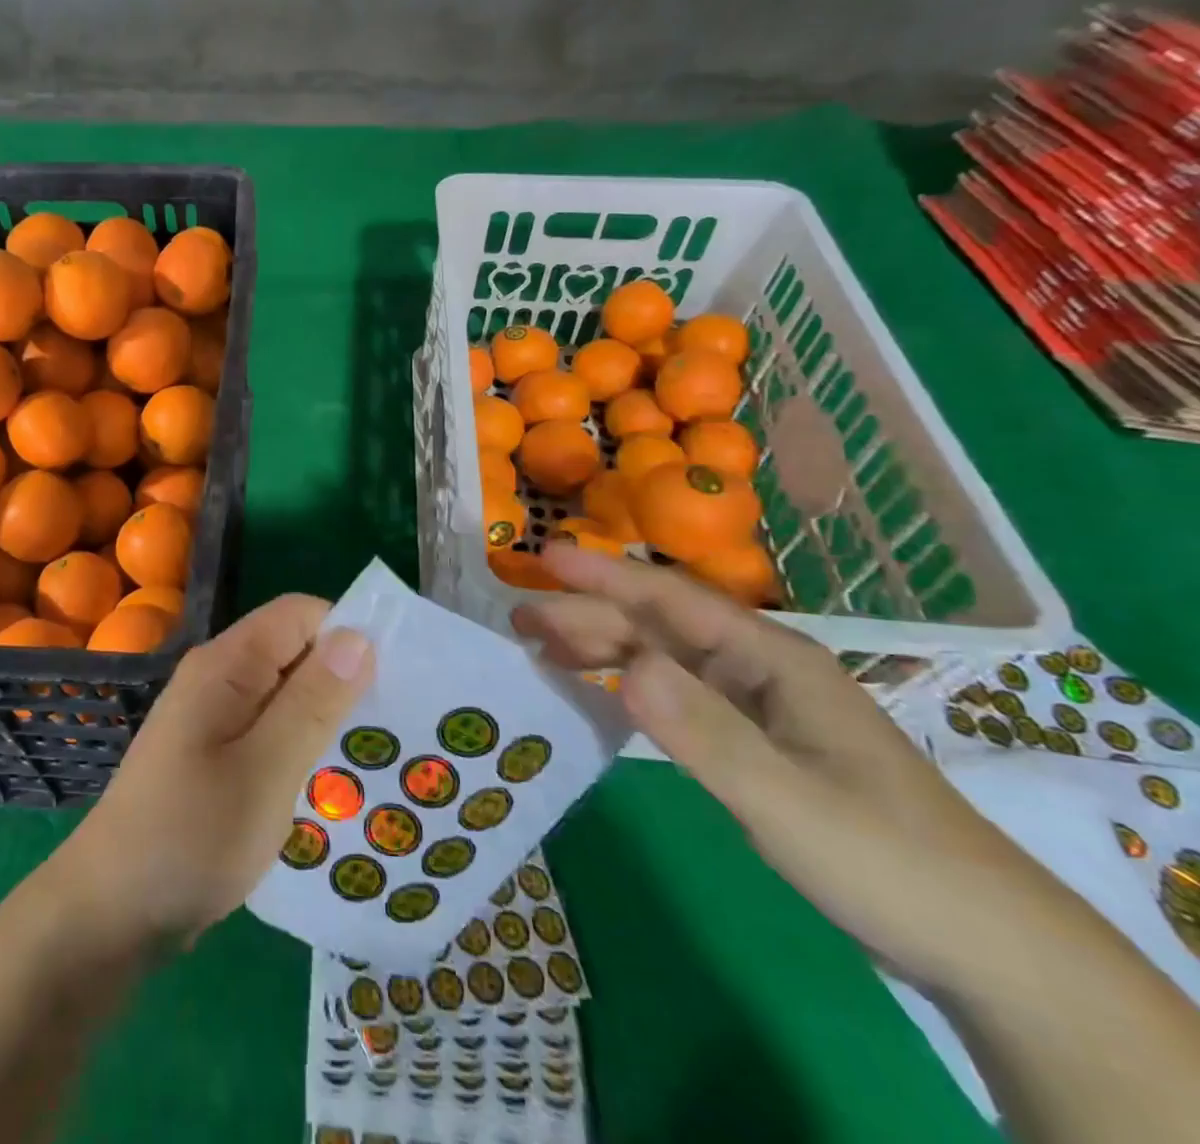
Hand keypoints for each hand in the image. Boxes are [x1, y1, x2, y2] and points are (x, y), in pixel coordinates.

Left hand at [52, 596, 373, 949]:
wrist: (110, 914)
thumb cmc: (190, 837)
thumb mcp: (265, 771)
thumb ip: (312, 702)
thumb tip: (359, 635)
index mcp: (227, 665)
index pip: (299, 614)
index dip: (347, 634)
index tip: (395, 680)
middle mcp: (219, 678)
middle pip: (295, 651)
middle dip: (344, 680)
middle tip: (396, 728)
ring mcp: (214, 718)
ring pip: (286, 695)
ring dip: (327, 719)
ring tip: (376, 758)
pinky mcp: (214, 756)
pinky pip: (270, 731)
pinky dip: (303, 747)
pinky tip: (332, 785)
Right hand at [511, 546, 1069, 989]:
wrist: (986, 946)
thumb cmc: (887, 860)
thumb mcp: (789, 800)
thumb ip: (705, 731)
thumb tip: (625, 665)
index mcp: (771, 659)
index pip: (670, 600)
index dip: (603, 576)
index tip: (542, 558)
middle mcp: (758, 668)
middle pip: (658, 626)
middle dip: (587, 615)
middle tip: (518, 620)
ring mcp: (758, 706)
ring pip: (663, 658)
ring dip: (603, 647)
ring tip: (541, 649)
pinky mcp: (755, 741)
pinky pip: (676, 696)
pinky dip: (630, 687)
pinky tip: (601, 693)